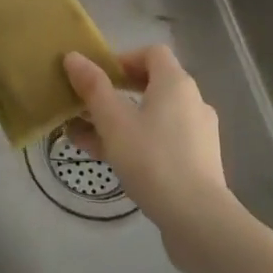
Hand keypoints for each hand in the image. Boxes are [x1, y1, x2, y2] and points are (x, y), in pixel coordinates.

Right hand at [63, 45, 229, 229]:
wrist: (198, 219)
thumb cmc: (152, 159)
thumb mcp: (113, 121)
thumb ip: (93, 87)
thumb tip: (73, 56)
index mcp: (176, 83)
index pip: (152, 53)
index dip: (124, 59)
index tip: (99, 78)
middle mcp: (193, 101)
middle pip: (152, 85)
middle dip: (116, 94)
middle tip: (87, 108)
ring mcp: (199, 133)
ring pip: (154, 116)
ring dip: (120, 122)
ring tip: (86, 140)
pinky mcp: (199, 161)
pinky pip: (163, 140)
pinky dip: (138, 142)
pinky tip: (111, 162)